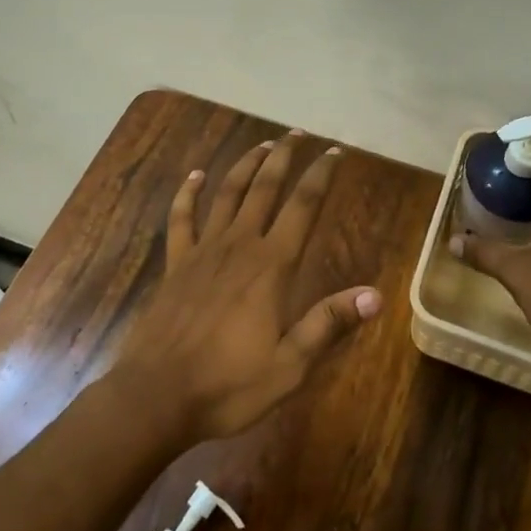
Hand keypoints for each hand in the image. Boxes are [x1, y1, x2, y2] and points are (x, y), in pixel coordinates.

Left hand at [112, 130, 380, 443]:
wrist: (157, 396)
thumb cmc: (228, 384)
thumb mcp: (289, 365)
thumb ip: (328, 323)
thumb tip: (374, 295)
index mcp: (271, 266)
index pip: (303, 206)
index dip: (321, 176)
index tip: (334, 153)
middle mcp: (239, 246)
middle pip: (264, 188)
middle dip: (283, 158)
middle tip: (296, 134)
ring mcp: (202, 251)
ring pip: (227, 194)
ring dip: (245, 166)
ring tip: (262, 145)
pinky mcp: (175, 264)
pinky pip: (182, 219)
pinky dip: (188, 194)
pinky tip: (196, 176)